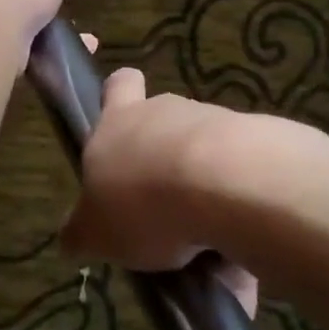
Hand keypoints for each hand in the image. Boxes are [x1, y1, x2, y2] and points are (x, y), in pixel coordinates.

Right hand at [61, 66, 258, 314]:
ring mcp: (213, 122)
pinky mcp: (257, 143)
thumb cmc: (142, 202)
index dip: (119, 95)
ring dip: (201, 186)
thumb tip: (71, 239)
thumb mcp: (96, 232)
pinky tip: (236, 244)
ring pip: (202, 150)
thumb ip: (82, 232)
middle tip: (159, 204)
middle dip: (161, 158)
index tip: (121, 116)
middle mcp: (163, 112)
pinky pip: (241, 175)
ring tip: (203, 242)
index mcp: (118, 121)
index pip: (118, 85)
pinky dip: (237, 205)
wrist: (226, 185)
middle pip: (161, 122)